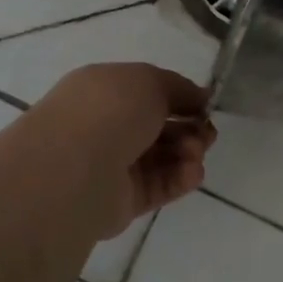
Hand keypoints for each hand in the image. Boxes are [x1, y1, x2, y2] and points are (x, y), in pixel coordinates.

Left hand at [29, 64, 217, 232]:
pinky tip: (193, 172)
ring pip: (162, 157)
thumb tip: (199, 97)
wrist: (75, 168)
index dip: (180, 97)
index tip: (206, 104)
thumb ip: (178, 88)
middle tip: (207, 133)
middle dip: (189, 127)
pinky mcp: (123, 201)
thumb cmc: (110, 110)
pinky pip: (159, 186)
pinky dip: (181, 178)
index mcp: (103, 91)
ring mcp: (113, 165)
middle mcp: (105, 126)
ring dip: (188, 152)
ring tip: (196, 153)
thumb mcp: (150, 80)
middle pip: (158, 127)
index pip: (147, 92)